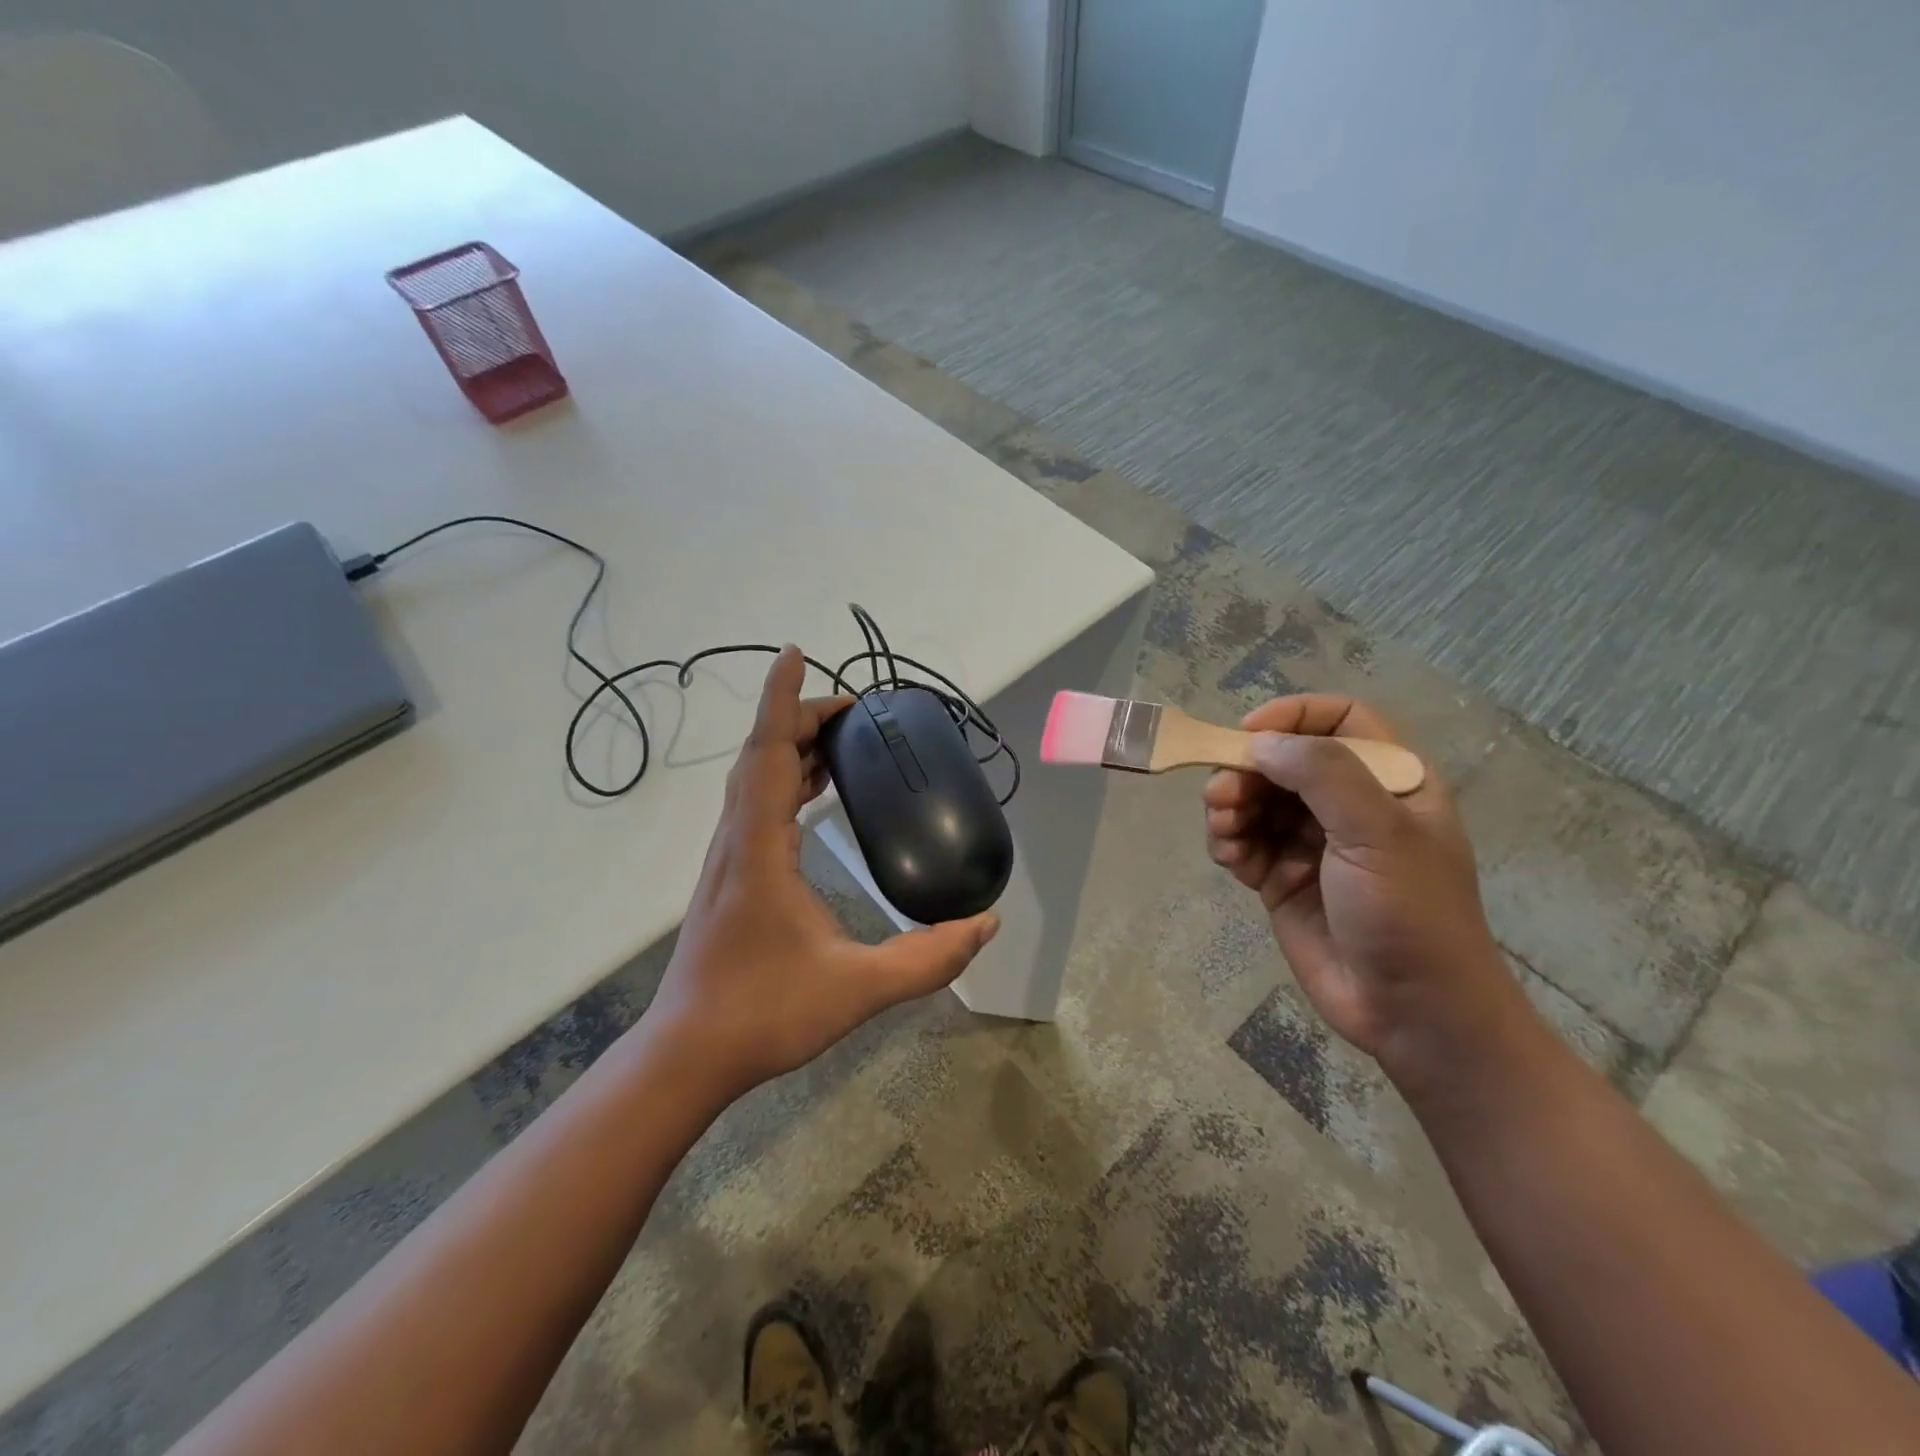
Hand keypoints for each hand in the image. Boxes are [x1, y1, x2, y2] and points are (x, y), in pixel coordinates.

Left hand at [645, 646, 998, 1101]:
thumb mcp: (857, 988)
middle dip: (802, 718)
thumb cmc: (764, 1013)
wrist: (688, 1054)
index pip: (769, 753)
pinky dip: (784, 780)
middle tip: (854, 711)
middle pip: (762, 755)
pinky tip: (813, 795)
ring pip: (755, 780)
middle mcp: (736, 840)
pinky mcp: (729, 877)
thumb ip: (927, 959)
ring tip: (840, 740)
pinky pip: (756, 806)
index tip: (795, 653)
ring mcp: (728, 859)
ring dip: (792, 748)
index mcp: (759, 848)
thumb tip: (985, 924)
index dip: (783, 700)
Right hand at [1202, 695, 1530, 1084]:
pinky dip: (1228, 843)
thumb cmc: (1409, 912)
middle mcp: (1349, 805)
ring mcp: (1313, 842)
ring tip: (1223, 832)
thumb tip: (1260, 743)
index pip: (1340, 720)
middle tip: (1221, 795)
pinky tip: (1229, 859)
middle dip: (1247, 772)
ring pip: (1255, 801)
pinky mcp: (1283, 878)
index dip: (1294, 717)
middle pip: (1284, 761)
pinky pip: (1244, 843)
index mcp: (1389, 781)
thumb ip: (1323, 774)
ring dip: (1230, 808)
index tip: (1250, 735)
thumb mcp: (1379, 832)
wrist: (1412, 1011)